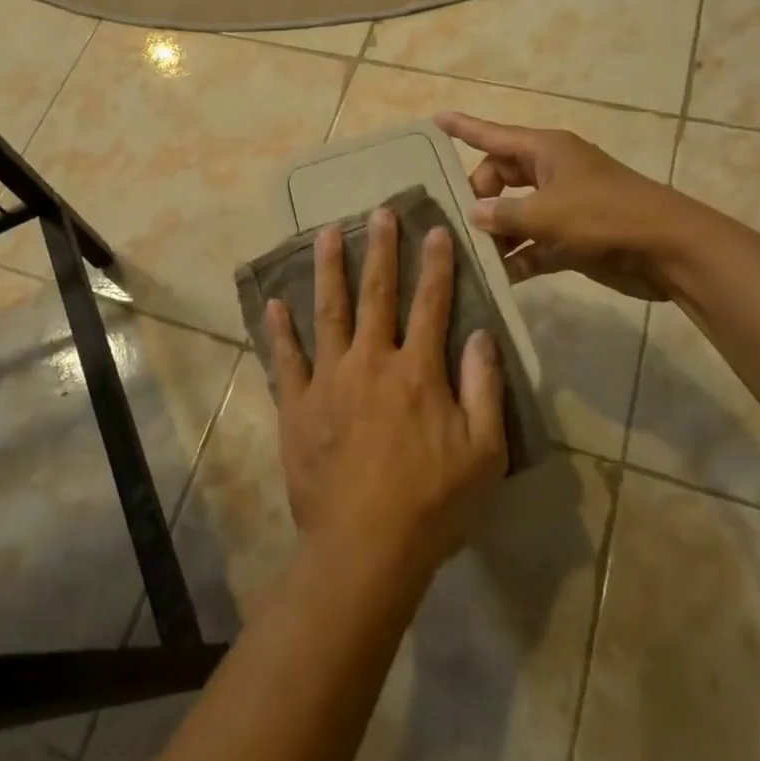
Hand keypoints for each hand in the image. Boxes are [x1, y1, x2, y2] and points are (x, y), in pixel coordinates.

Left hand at [265, 207, 506, 580]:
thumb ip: (485, 389)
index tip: (436, 229)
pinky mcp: (298, 405)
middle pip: (377, 294)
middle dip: (381, 250)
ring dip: (329, 270)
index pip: (431, 304)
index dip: (436, 265)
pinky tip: (274, 302)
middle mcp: (371, 362)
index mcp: (417, 372)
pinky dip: (280, 330)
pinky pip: (286, 360)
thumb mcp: (483, 453)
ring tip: (326, 233)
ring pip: (328, 312)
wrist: (364, 548)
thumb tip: (482, 335)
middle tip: (378, 212)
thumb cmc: (432, 504)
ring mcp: (329, 381)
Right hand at [435, 111, 690, 301]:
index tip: (434, 119)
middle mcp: (550, 172)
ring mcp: (563, 205)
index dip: (463, 127)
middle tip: (459, 222)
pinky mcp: (572, 237)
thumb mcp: (547, 213)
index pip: (493, 134)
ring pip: (515, 213)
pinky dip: (519, 257)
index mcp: (545, 150)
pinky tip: (500, 277)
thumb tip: (474, 214)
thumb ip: (504, 214)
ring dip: (497, 234)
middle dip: (478, 197)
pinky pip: (534, 243)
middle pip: (499, 177)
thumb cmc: (605, 215)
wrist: (668, 249)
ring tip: (470, 255)